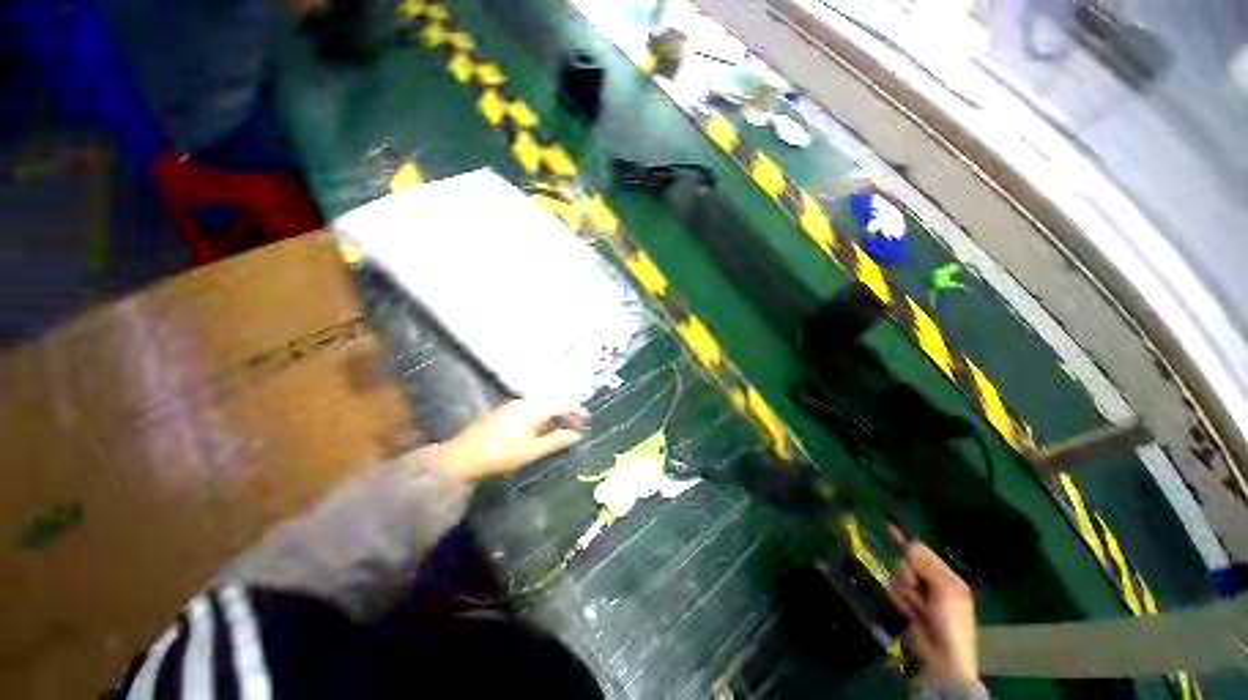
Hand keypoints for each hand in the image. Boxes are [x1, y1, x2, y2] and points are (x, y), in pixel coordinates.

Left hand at [435, 400, 584, 481]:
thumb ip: (556, 440)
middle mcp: (525, 402)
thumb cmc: (500, 455)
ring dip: (554, 413)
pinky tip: (540, 427)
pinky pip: (530, 407)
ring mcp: (513, 405)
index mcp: (533, 409)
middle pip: (552, 402)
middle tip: (575, 425)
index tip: (586, 419)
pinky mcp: (504, 411)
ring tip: (560, 427)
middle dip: (566, 411)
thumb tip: (576, 435)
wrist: (462, 456)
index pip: (562, 404)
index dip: (576, 410)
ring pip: (541, 404)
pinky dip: (541, 414)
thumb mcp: (532, 451)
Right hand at [888, 527, 978, 686]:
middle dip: (906, 572)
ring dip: (903, 589)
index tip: (889, 526)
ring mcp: (918, 594)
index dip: (907, 541)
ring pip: (897, 575)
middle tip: (915, 587)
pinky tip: (908, 612)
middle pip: (906, 561)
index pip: (922, 551)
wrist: (942, 657)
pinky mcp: (906, 604)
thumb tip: (909, 545)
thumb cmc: (951, 622)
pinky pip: (893, 590)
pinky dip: (899, 600)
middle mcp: (931, 581)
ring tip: (915, 606)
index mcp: (946, 576)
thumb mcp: (945, 591)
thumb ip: (926, 565)